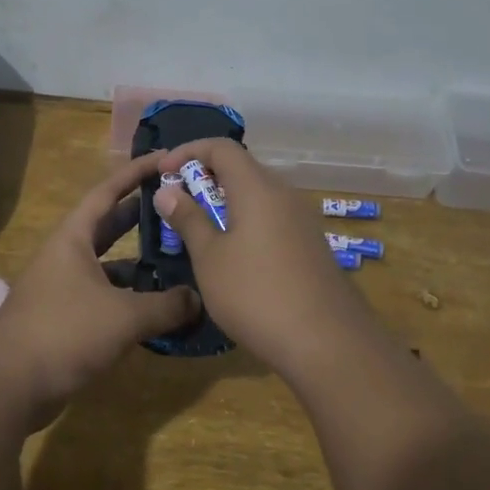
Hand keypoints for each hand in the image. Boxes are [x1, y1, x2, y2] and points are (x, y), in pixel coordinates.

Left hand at [0, 149, 200, 422]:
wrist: (7, 387)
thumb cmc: (65, 334)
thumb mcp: (125, 317)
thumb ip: (167, 306)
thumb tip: (197, 299)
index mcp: (73, 239)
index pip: (107, 192)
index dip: (135, 173)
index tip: (164, 158)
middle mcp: (65, 256)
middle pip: (107, 226)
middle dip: (140, 216)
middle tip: (177, 208)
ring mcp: (61, 288)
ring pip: (107, 265)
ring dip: (137, 263)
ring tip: (176, 260)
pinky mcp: (63, 319)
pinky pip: (103, 296)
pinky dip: (127, 298)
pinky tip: (154, 308)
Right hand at [155, 139, 372, 374]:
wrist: (327, 341)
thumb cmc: (256, 294)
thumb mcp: (210, 258)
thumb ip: (188, 220)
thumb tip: (168, 191)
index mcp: (257, 188)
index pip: (221, 147)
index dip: (188, 151)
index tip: (163, 172)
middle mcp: (284, 195)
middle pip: (242, 168)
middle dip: (205, 177)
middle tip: (177, 202)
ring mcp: (302, 220)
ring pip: (258, 195)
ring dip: (226, 202)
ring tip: (200, 229)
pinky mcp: (311, 245)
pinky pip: (272, 218)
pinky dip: (247, 221)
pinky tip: (235, 254)